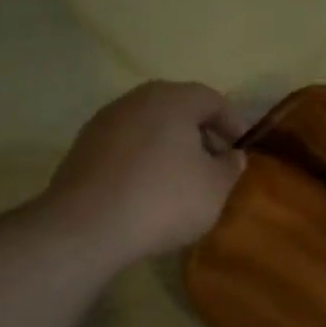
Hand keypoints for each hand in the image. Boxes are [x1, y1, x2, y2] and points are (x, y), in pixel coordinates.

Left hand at [41, 82, 247, 265]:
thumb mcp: (215, 188)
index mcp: (172, 100)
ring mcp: (104, 123)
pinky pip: (126, 146)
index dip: (233, 124)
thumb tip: (232, 155)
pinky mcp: (83, 149)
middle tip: (215, 164)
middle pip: (178, 108)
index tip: (242, 151)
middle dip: (201, 134)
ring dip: (171, 146)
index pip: (212, 99)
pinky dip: (144, 160)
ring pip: (150, 126)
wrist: (87, 227)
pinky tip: (150, 190)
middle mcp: (135, 100)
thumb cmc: (164, 199)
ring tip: (184, 180)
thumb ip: (230, 166)